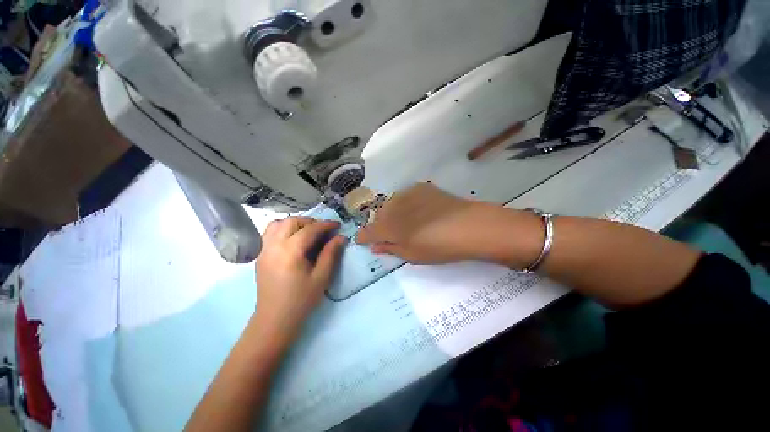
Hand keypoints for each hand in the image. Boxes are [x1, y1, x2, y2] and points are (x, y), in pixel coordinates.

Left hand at [255, 217, 345, 337]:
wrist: (274, 319)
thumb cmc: (301, 300)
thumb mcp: (321, 277)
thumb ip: (331, 254)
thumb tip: (341, 237)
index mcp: (290, 251)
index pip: (310, 230)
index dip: (325, 225)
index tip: (337, 225)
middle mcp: (274, 246)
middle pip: (291, 222)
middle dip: (309, 222)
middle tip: (322, 230)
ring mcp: (264, 250)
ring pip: (277, 224)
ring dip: (294, 224)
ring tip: (307, 232)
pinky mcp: (260, 255)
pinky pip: (269, 233)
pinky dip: (283, 229)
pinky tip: (293, 240)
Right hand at [354, 183, 522, 264]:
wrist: (467, 226)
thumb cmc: (439, 247)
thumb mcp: (412, 255)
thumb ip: (390, 249)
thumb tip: (375, 246)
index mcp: (388, 227)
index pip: (367, 232)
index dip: (363, 237)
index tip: (362, 240)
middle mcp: (392, 208)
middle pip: (378, 216)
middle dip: (380, 225)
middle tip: (390, 233)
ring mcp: (406, 194)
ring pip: (390, 204)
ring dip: (393, 213)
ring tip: (406, 221)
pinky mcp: (420, 187)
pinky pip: (405, 196)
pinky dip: (406, 204)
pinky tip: (418, 210)